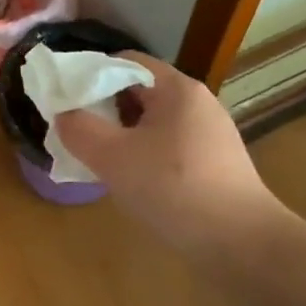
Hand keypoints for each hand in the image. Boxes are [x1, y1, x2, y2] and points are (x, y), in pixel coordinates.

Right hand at [54, 54, 279, 258]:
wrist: (242, 243)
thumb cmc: (173, 189)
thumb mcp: (113, 157)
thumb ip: (79, 129)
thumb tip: (64, 115)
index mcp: (176, 88)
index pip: (124, 61)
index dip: (90, 75)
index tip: (66, 101)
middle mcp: (196, 102)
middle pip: (138, 90)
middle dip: (103, 109)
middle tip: (78, 134)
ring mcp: (209, 133)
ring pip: (151, 122)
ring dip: (122, 135)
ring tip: (99, 161)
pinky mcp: (215, 163)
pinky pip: (167, 146)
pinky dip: (144, 155)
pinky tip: (132, 182)